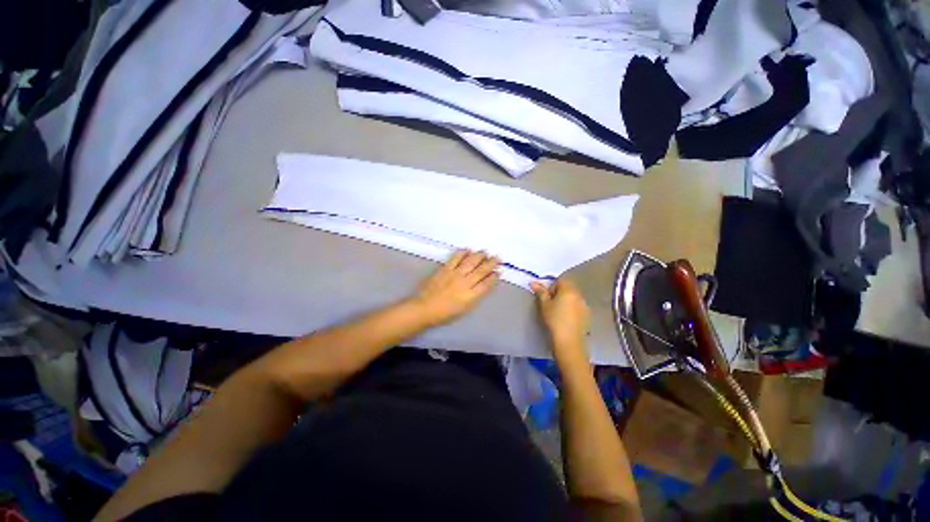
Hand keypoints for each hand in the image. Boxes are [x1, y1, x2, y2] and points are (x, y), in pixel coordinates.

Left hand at [410, 250, 499, 326]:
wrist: (425, 308)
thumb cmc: (445, 313)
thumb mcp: (465, 309)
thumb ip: (475, 297)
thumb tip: (484, 286)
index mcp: (470, 295)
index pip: (486, 284)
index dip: (494, 277)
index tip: (499, 271)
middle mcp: (465, 283)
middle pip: (481, 270)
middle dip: (491, 263)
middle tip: (497, 257)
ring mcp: (454, 274)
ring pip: (470, 262)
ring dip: (479, 256)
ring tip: (485, 252)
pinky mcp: (445, 269)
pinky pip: (455, 258)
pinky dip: (462, 253)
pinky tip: (468, 249)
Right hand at [531, 278, 589, 358]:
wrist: (568, 341)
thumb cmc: (554, 320)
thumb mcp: (544, 305)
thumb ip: (540, 292)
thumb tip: (533, 282)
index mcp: (568, 290)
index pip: (560, 280)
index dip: (552, 286)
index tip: (546, 296)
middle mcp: (579, 295)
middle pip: (568, 288)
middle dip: (559, 292)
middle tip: (550, 303)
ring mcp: (585, 305)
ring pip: (573, 297)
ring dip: (566, 300)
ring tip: (558, 312)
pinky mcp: (587, 316)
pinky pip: (578, 307)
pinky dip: (572, 309)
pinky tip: (566, 319)